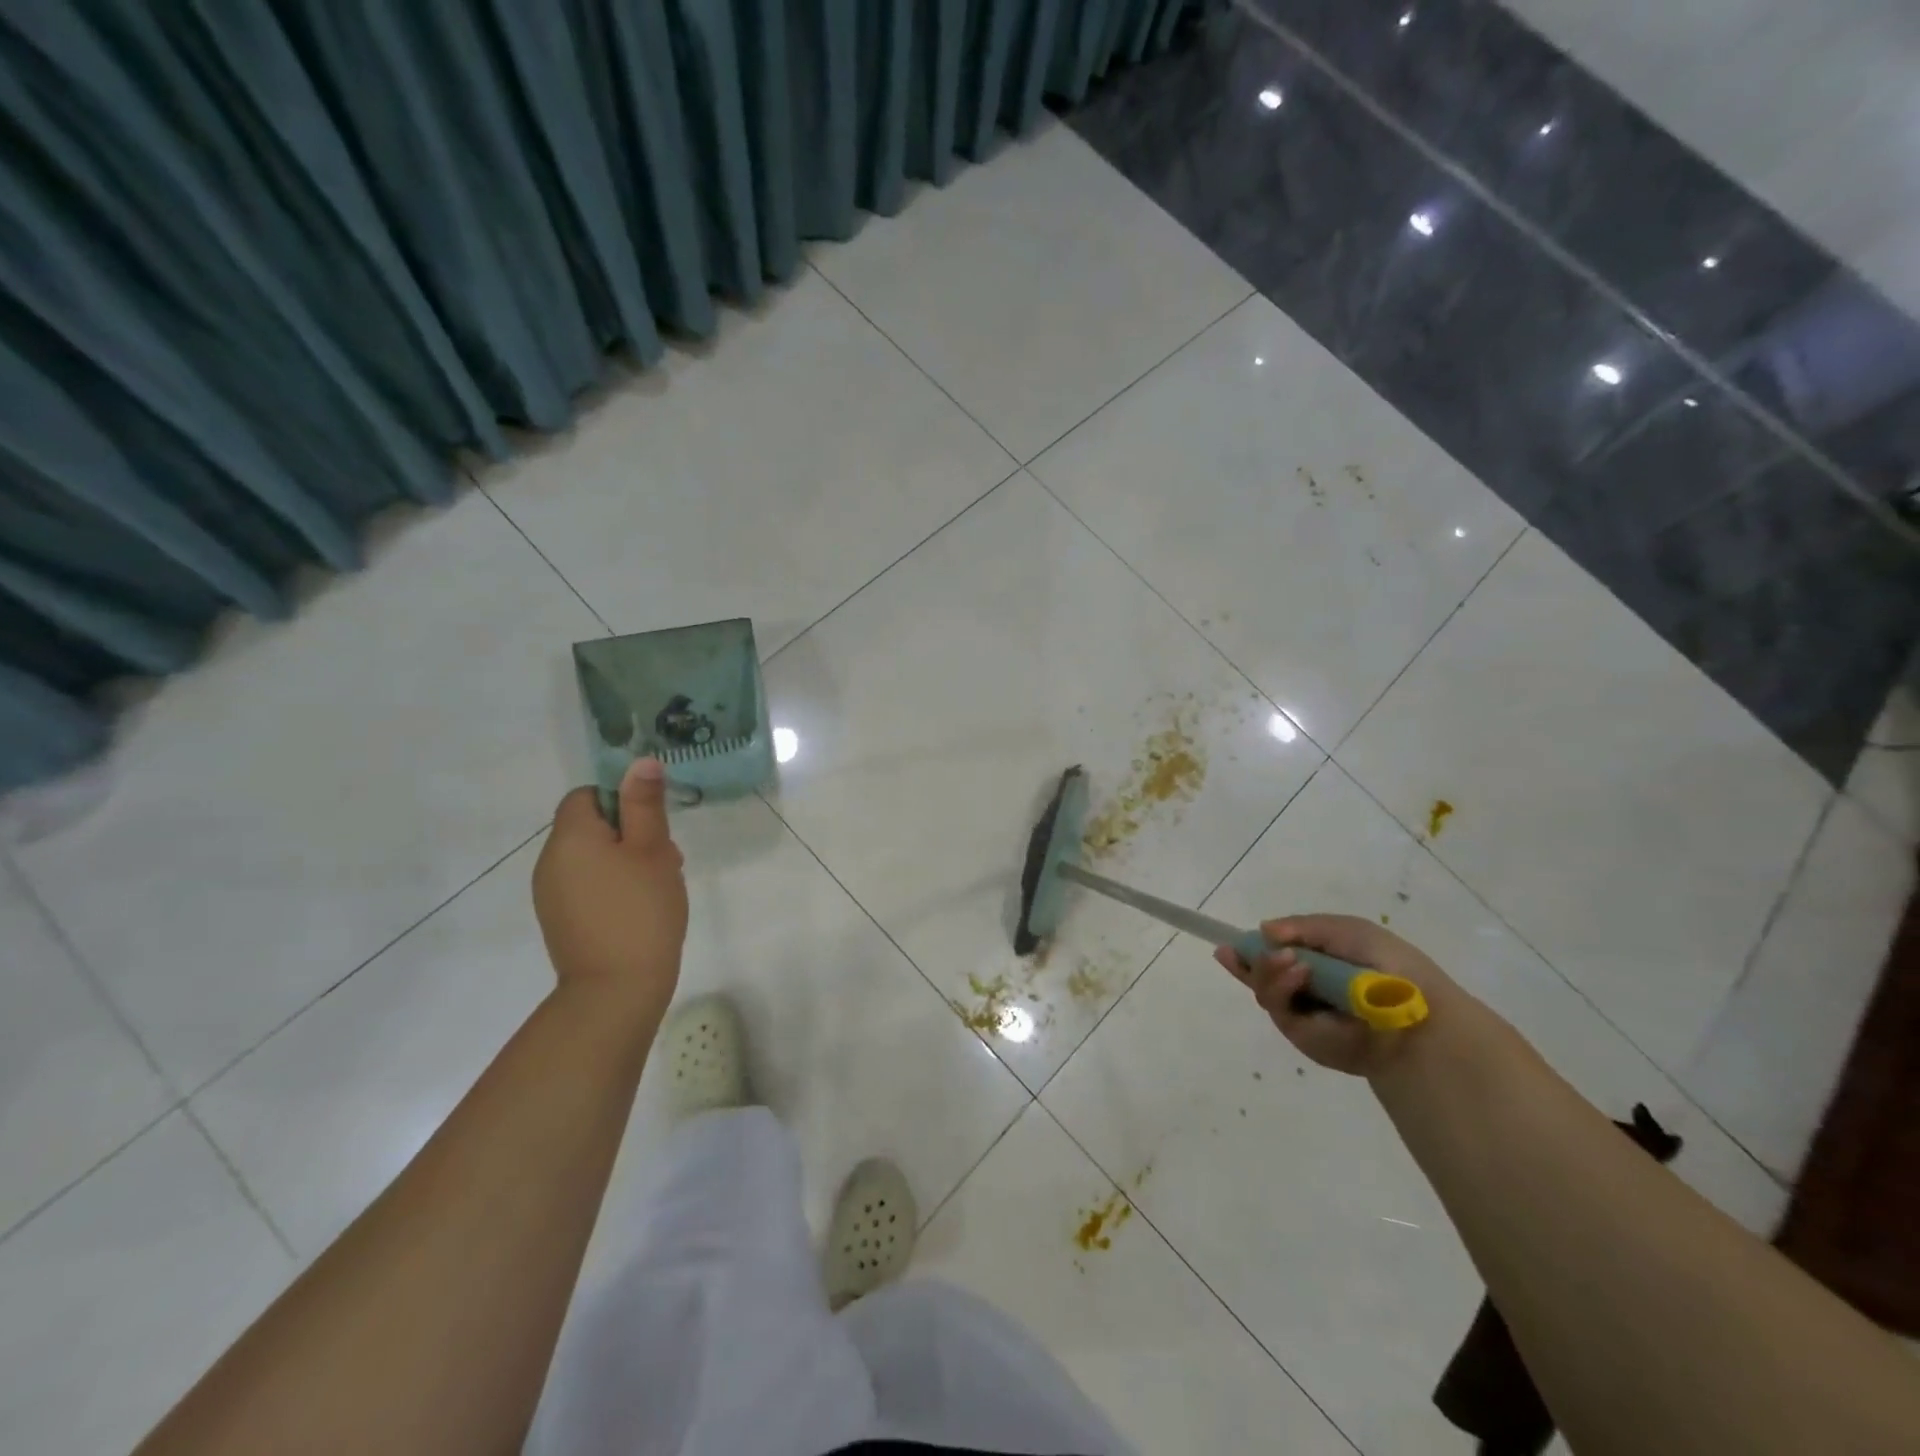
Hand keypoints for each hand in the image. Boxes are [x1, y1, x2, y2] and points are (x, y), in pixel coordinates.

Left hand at [533, 758, 687, 1023]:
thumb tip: (640, 761)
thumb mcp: (652, 850)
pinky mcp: (559, 919)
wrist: (616, 990)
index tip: (652, 825)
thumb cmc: (641, 910)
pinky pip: (586, 884)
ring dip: (625, 860)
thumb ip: (644, 803)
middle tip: (665, 858)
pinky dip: (612, 885)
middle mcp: (549, 861)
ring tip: (657, 885)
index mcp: (570, 837)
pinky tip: (639, 908)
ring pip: (591, 857)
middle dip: (631, 833)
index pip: (587, 795)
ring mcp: (550, 893)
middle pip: (590, 826)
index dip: (621, 800)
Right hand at [1213, 914, 1454, 1076]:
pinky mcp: (1302, 1035)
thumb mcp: (1346, 930)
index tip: (1226, 945)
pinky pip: (1277, 1008)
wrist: (1418, 1013)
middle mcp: (1305, 989)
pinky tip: (1297, 973)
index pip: (1274, 955)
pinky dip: (1281, 987)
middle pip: (1260, 974)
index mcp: (1317, 964)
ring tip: (1290, 961)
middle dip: (1251, 959)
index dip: (1249, 950)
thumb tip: (1263, 931)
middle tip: (1252, 948)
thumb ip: (1303, 927)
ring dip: (1267, 970)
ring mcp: (1302, 1014)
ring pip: (1263, 990)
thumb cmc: (1390, 966)